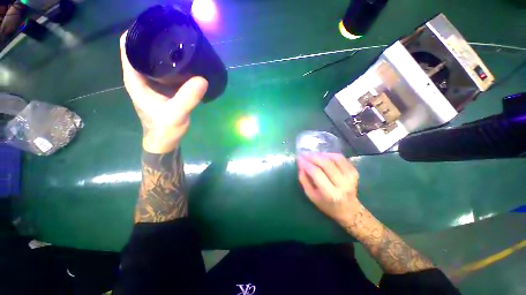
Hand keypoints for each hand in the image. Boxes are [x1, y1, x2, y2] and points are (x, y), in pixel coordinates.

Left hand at [119, 32, 208, 153]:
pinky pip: (166, 69)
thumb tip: (202, 79)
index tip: (158, 24)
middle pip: (143, 48)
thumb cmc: (164, 128)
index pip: (129, 45)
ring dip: (166, 49)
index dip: (139, 31)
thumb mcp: (175, 114)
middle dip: (157, 37)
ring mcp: (153, 81)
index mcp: (135, 78)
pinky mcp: (164, 86)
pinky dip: (174, 63)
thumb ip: (187, 98)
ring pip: (155, 58)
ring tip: (183, 43)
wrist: (165, 140)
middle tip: (177, 32)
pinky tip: (187, 62)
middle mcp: (141, 75)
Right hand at [297, 153, 360, 221]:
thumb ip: (304, 180)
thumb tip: (301, 165)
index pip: (316, 173)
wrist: (348, 209)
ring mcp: (351, 177)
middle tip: (304, 153)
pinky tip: (322, 156)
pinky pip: (341, 158)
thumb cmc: (326, 204)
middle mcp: (343, 184)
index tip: (299, 158)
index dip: (306, 164)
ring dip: (321, 154)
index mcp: (331, 194)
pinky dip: (330, 155)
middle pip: (326, 163)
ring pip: (334, 158)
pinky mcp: (354, 172)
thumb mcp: (311, 196)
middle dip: (313, 156)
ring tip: (312, 154)